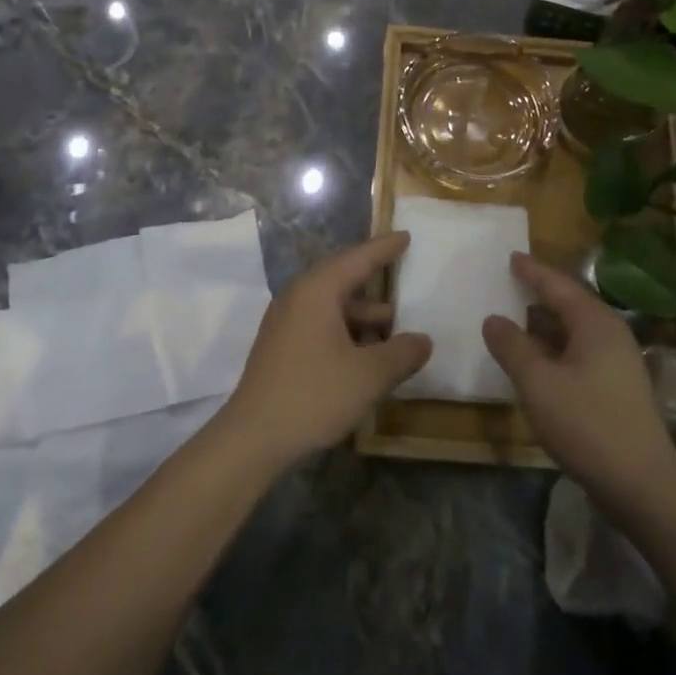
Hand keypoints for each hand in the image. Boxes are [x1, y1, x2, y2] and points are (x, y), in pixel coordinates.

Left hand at [218, 232, 430, 469]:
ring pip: (330, 306)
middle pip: (341, 278)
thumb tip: (423, 341)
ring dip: (361, 313)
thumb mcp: (370, 375)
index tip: (406, 235)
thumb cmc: (314, 395)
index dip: (384, 248)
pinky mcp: (280, 348)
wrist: (253, 438)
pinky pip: (320, 325)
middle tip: (400, 273)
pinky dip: (345, 331)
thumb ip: (402, 353)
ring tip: (392, 326)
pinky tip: (364, 354)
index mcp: (317, 291)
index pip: (358, 258)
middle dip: (372, 279)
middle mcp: (297, 298)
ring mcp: (285, 324)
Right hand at [482, 252, 675, 508]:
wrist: (642, 484)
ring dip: (545, 324)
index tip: (511, 256)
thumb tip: (493, 319)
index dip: (532, 271)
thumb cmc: (587, 424)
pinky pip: (579, 352)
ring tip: (515, 318)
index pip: (557, 285)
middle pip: (570, 303)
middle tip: (510, 282)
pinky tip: (536, 360)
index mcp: (595, 322)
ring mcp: (617, 362)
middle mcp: (610, 334)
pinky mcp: (617, 387)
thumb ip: (512, 346)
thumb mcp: (538, 382)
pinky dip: (554, 347)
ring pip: (575, 330)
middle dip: (539, 293)